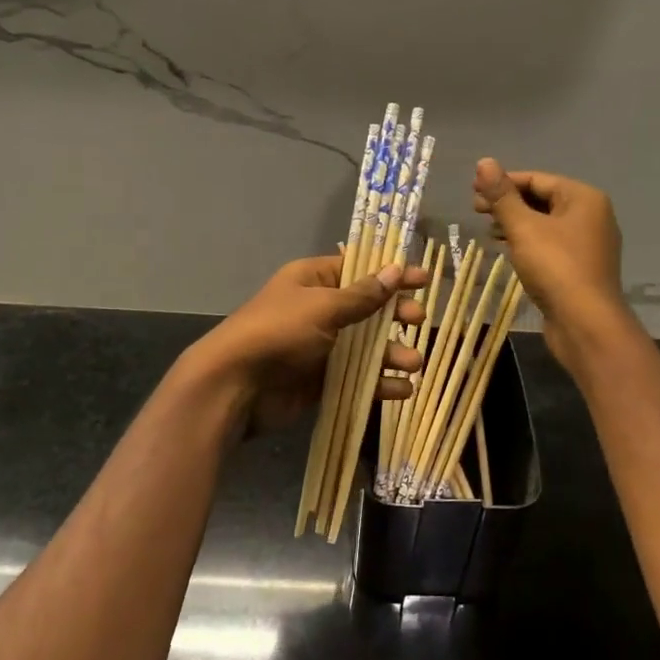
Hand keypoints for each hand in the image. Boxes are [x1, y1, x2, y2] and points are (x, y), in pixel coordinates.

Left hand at [184, 254, 428, 437]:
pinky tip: (401, 389)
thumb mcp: (323, 307)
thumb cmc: (279, 332)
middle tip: (418, 321)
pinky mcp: (321, 380)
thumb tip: (394, 271)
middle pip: (367, 309)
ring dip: (391, 353)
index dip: (391, 274)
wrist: (235, 385)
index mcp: (313, 280)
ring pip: (366, 347)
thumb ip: (362, 296)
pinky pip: (357, 379)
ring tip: (413, 363)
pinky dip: (379, 384)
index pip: (359, 270)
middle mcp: (318, 310)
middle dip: (395, 315)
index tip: (424, 279)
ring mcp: (320, 347)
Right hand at [473, 159, 628, 363]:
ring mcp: (588, 243)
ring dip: (515, 223)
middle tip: (476, 211)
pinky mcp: (580, 267)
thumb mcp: (523, 228)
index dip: (503, 183)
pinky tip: (507, 250)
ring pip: (545, 223)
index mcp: (583, 198)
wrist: (586, 324)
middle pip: (542, 199)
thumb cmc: (556, 268)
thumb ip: (502, 195)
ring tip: (487, 230)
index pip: (536, 179)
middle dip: (508, 203)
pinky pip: (550, 244)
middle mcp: (591, 215)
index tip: (472, 193)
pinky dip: (527, 242)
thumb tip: (484, 162)